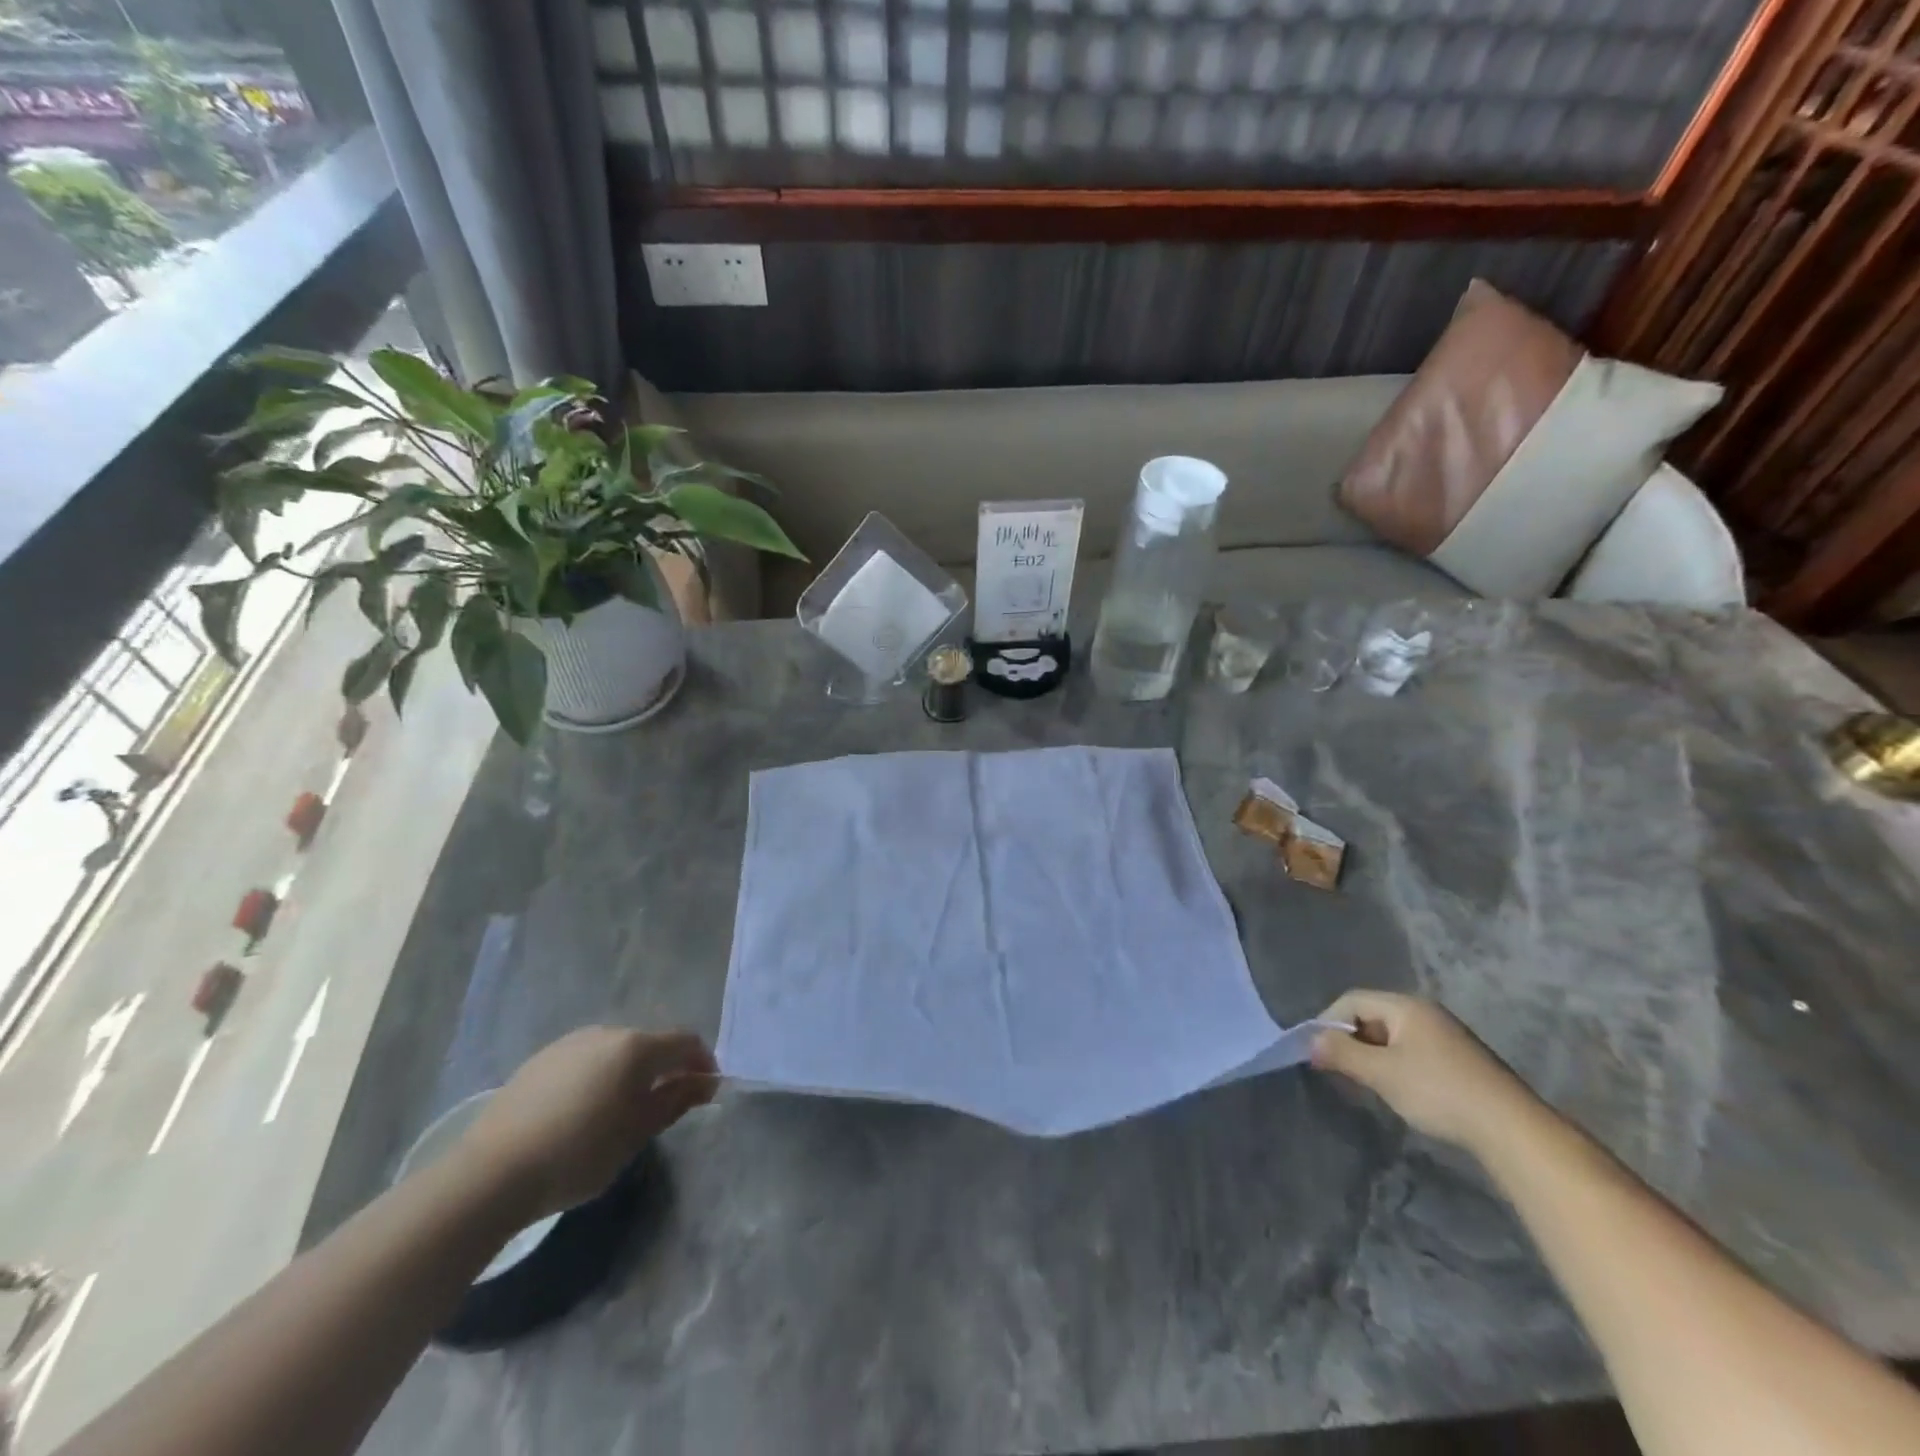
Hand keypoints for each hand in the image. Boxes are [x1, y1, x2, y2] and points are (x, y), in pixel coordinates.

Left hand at [456, 1027, 717, 1219]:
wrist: (492, 1173)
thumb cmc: (580, 1153)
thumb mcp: (638, 1132)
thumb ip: (675, 1101)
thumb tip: (705, 1082)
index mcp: (636, 1047)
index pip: (685, 1041)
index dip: (702, 1062)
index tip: (706, 1091)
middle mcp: (606, 1033)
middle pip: (650, 1044)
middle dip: (665, 1068)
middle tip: (666, 1105)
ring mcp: (569, 1043)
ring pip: (615, 1051)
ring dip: (630, 1073)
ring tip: (622, 1111)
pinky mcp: (540, 1061)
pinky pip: (585, 1061)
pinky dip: (598, 1078)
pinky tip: (583, 1112)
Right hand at [1309, 990, 1536, 1152]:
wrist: (1512, 1129)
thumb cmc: (1439, 1091)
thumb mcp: (1382, 1073)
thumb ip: (1342, 1053)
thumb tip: (1311, 1041)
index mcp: (1406, 1006)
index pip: (1352, 1000)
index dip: (1328, 1022)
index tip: (1316, 1052)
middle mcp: (1426, 1012)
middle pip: (1373, 1015)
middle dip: (1350, 1039)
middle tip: (1337, 1068)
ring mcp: (1446, 1035)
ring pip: (1393, 1036)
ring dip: (1373, 1054)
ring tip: (1365, 1081)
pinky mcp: (1460, 1060)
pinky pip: (1413, 1051)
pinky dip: (1396, 1064)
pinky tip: (1399, 1089)